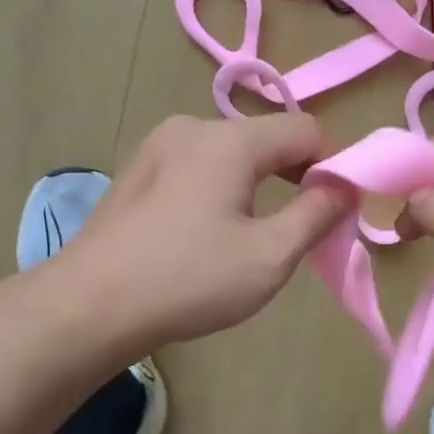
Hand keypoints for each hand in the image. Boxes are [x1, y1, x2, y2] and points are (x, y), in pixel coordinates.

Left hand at [60, 113, 353, 350]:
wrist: (88, 306)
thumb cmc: (188, 280)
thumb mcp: (269, 256)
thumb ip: (316, 215)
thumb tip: (346, 187)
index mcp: (229, 140)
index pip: (306, 130)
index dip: (332, 166)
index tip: (334, 211)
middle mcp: (191, 127)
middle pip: (265, 139)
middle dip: (293, 176)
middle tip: (298, 229)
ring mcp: (156, 146)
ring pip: (229, 153)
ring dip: (255, 184)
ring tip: (250, 236)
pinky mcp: (135, 171)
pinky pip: (195, 167)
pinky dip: (218, 189)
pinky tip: (204, 233)